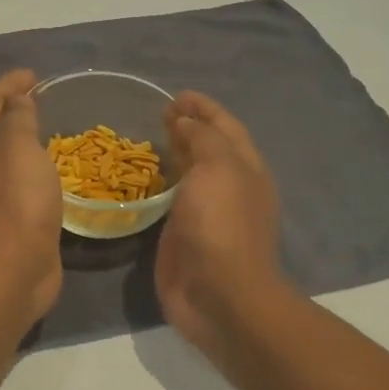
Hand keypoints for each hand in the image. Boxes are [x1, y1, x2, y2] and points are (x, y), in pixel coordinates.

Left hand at [0, 69, 64, 324]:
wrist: (13, 270)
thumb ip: (17, 121)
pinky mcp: (13, 219)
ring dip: (25, 138)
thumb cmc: (15, 202)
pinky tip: (56, 168)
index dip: (7, 85)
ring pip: (7, 156)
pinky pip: (23, 180)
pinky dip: (36, 166)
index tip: (33, 75)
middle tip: (41, 97)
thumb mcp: (17, 148)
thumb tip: (17, 103)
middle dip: (12, 109)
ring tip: (51, 127)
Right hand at [155, 92, 286, 362]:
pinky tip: (143, 178)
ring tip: (149, 138)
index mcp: (245, 169)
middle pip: (209, 148)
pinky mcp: (182, 235)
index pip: (225, 127)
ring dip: (174, 154)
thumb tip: (187, 123)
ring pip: (190, 173)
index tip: (176, 95)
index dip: (204, 108)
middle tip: (159, 113)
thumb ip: (204, 139)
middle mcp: (229, 187)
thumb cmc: (221, 225)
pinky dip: (160, 183)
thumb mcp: (219, 168)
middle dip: (188, 127)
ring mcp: (205, 213)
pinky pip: (171, 200)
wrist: (219, 295)